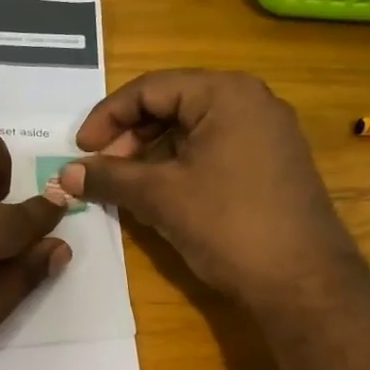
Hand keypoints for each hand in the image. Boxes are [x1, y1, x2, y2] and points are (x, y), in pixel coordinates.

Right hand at [59, 70, 357, 304]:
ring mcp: (267, 133)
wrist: (302, 281)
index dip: (107, 117)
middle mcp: (251, 101)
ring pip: (192, 128)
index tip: (81, 150)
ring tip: (127, 183)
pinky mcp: (272, 163)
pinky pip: (214, 148)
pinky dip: (179, 164)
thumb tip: (66, 173)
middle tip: (103, 169)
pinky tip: (161, 193)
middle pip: (172, 103)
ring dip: (151, 151)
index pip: (150, 89)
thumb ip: (109, 177)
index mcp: (226, 94)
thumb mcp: (159, 197)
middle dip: (129, 135)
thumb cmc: (227, 225)